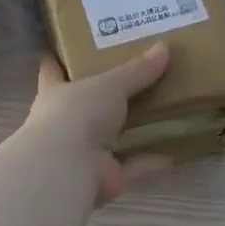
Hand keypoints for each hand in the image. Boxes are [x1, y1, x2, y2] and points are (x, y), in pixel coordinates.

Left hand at [27, 43, 173, 205]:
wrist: (68, 167)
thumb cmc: (78, 112)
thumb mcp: (110, 84)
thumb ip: (137, 70)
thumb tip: (164, 47)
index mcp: (55, 92)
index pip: (52, 70)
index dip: (60, 58)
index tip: (73, 47)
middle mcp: (63, 122)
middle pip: (84, 105)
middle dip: (104, 97)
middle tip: (135, 79)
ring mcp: (81, 153)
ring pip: (109, 140)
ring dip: (130, 133)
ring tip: (159, 116)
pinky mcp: (101, 178)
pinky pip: (129, 168)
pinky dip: (148, 164)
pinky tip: (173, 155)